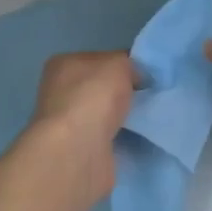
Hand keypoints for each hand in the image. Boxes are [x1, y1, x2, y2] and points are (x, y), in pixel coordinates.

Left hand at [25, 51, 136, 206]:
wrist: (79, 150)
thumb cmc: (94, 97)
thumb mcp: (118, 64)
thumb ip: (128, 64)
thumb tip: (136, 77)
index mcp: (63, 65)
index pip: (99, 60)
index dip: (124, 66)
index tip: (147, 76)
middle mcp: (60, 93)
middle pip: (101, 88)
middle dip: (124, 93)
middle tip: (151, 98)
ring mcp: (68, 124)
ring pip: (105, 115)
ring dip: (124, 118)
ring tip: (149, 119)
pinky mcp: (79, 151)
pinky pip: (109, 139)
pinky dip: (123, 139)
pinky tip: (139, 139)